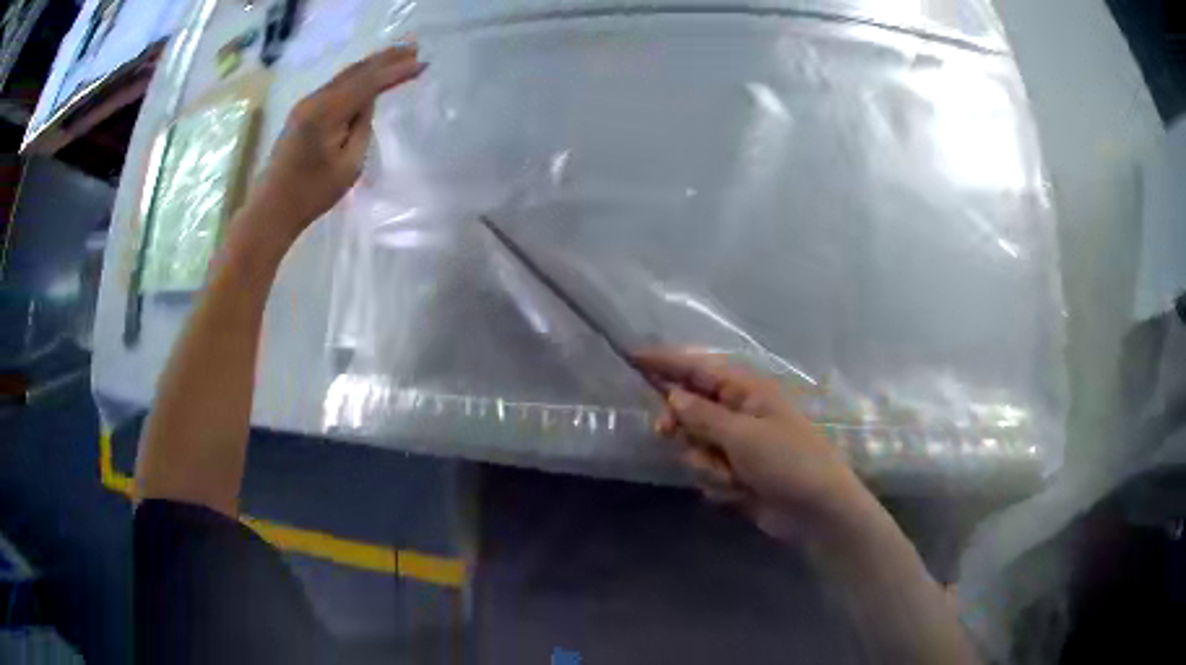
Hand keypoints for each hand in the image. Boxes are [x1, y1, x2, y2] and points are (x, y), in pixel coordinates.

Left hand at [248, 45, 425, 240]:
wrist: (272, 208)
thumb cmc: (312, 193)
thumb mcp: (349, 165)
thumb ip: (362, 127)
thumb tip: (367, 103)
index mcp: (327, 112)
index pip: (368, 83)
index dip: (396, 72)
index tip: (422, 63)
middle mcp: (315, 100)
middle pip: (356, 71)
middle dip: (385, 59)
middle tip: (414, 47)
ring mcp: (306, 104)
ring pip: (345, 76)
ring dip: (372, 65)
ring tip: (398, 56)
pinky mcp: (303, 113)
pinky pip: (336, 86)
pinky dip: (357, 77)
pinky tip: (369, 75)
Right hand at [634, 349, 877, 544]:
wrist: (816, 510)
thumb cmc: (787, 462)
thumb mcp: (743, 436)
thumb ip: (703, 415)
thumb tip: (672, 395)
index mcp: (747, 390)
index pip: (698, 367)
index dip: (666, 361)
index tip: (632, 356)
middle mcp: (740, 412)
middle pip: (690, 407)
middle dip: (680, 424)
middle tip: (665, 433)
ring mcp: (738, 444)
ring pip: (695, 445)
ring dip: (706, 463)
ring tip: (733, 477)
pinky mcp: (737, 472)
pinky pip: (707, 470)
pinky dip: (718, 482)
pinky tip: (739, 492)